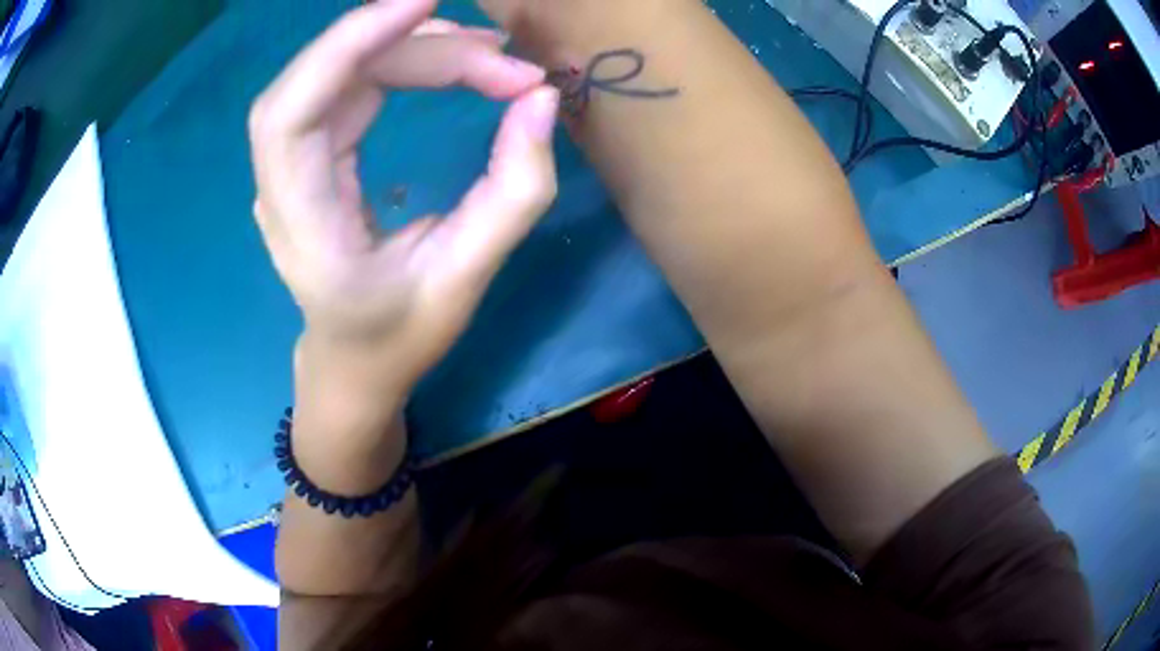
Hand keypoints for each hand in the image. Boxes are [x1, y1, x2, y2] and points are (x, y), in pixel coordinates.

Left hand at [248, 0, 559, 397]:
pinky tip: (453, 63)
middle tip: (501, 57)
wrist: (352, 363)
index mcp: (301, 225)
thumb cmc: (398, 336)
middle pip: (326, 78)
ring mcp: (293, 163)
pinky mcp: (315, 152)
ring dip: (414, 49)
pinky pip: (352, 85)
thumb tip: (541, 99)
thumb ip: (512, 193)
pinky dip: (403, 62)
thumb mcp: (465, 280)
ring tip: (490, 57)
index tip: (424, 1)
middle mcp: (281, 183)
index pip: (291, 112)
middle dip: (412, 46)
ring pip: (341, 73)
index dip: (347, 43)